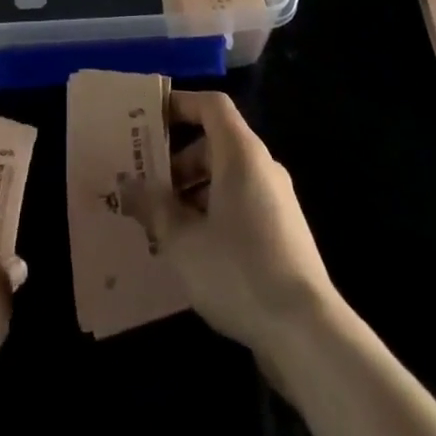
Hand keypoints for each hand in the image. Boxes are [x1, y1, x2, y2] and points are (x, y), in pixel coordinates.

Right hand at [119, 90, 335, 356]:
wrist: (307, 332)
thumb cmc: (238, 270)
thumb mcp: (182, 240)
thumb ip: (153, 207)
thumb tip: (127, 185)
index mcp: (241, 154)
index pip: (212, 105)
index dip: (181, 103)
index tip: (149, 118)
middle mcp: (263, 167)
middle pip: (216, 143)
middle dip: (178, 159)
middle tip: (145, 182)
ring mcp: (277, 201)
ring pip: (227, 177)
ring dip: (193, 190)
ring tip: (161, 222)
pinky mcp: (284, 233)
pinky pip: (241, 204)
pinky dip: (213, 212)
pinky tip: (192, 250)